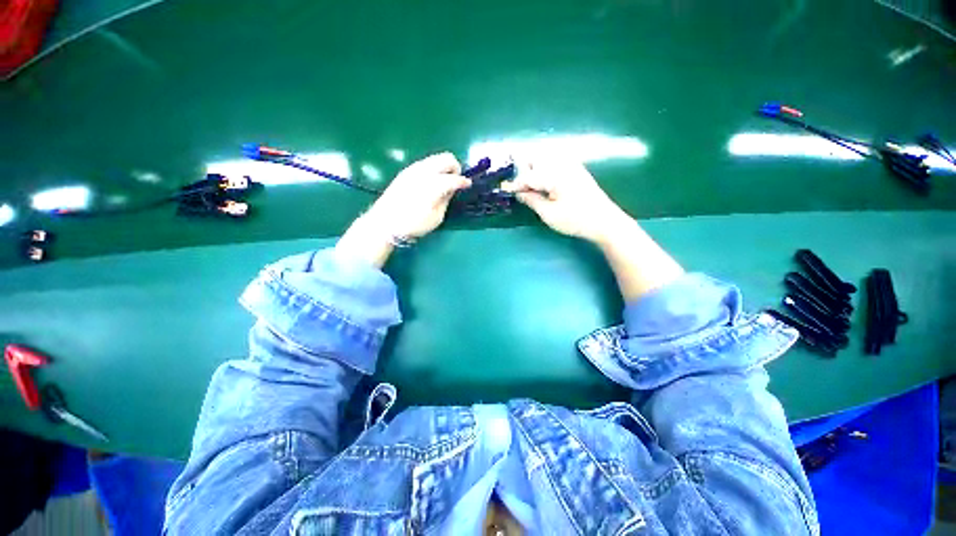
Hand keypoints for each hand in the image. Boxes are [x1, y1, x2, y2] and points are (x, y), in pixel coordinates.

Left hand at [364, 152, 470, 239]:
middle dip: (455, 167)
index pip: (453, 178)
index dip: (463, 181)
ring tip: (444, 181)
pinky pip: (425, 163)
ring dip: (444, 166)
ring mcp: (413, 169)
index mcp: (433, 185)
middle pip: (446, 158)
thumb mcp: (436, 217)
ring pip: (435, 158)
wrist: (384, 222)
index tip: (468, 185)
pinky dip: (434, 168)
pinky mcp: (406, 171)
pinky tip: (432, 181)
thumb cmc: (413, 224)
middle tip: (456, 181)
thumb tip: (451, 190)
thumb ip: (445, 200)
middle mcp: (424, 171)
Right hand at [501, 157, 682, 299]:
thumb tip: (519, 192)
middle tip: (520, 189)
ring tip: (530, 187)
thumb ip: (532, 200)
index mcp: (555, 175)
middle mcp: (563, 164)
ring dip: (534, 169)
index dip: (515, 184)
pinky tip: (544, 184)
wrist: (605, 221)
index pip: (528, 176)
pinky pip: (554, 163)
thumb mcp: (549, 214)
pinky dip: (544, 170)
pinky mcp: (576, 170)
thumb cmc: (576, 220)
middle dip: (524, 171)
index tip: (504, 189)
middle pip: (535, 158)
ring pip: (545, 158)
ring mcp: (571, 165)